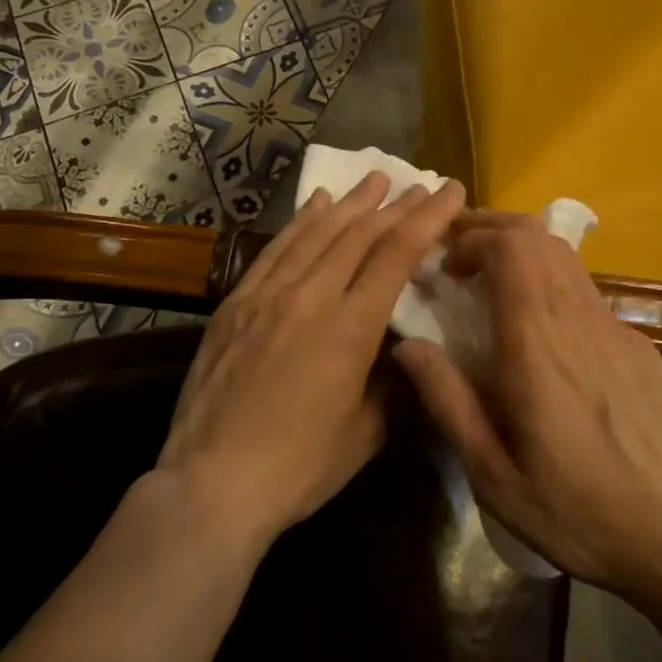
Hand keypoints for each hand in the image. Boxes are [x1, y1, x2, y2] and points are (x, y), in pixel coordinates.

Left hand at [157, 171, 466, 547]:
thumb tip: (401, 350)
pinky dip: (302, 221)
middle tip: (418, 183)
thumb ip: (392, 383)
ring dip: (351, 202)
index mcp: (351, 327)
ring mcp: (269, 293)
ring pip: (318, 232)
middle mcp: (312, 296)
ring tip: (374, 179)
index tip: (449, 191)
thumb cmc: (300, 466)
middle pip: (360, 234)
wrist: (212, 483)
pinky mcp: (237, 301)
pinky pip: (277, 248)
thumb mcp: (367, 432)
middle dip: (395, 204)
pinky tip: (318, 204)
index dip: (428, 218)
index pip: (397, 254)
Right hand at [394, 213, 661, 595]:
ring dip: (522, 249)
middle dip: (491, 228)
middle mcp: (577, 318)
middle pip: (536, 236)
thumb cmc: (577, 511)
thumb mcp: (493, 474)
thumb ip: (448, 400)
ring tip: (491, 277)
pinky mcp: (637, 344)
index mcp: (536, 342)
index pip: (509, 247)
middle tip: (458, 252)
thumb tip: (408, 346)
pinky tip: (541, 324)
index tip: (444, 266)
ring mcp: (614, 327)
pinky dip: (550, 280)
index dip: (471, 239)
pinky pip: (585, 289)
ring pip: (564, 256)